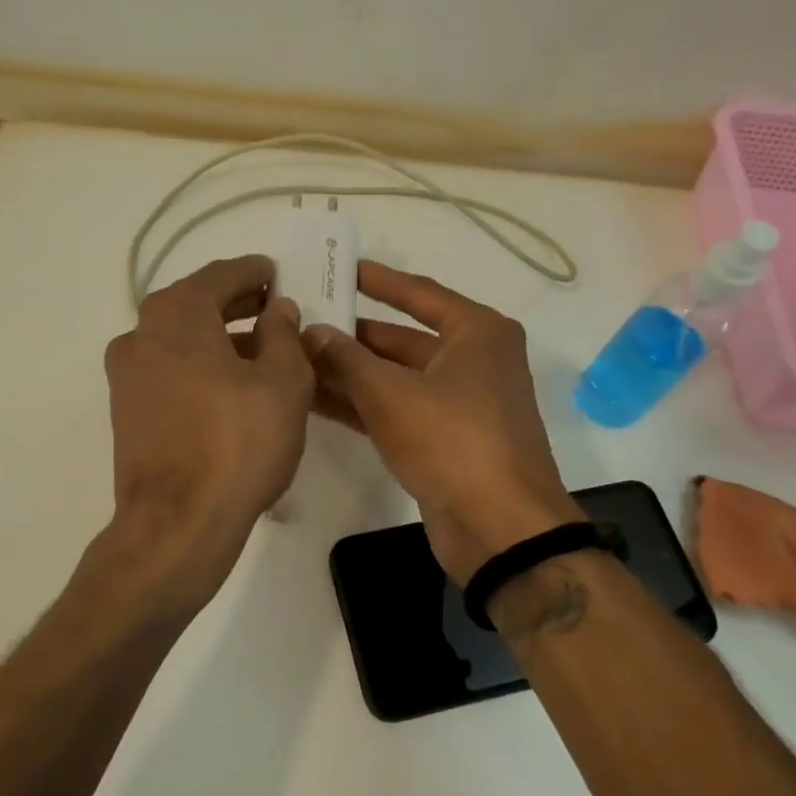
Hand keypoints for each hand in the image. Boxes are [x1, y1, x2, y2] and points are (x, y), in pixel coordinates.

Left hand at [101, 255, 313, 604]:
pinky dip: (200, 366)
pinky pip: (169, 371)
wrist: (177, 523)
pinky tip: (232, 387)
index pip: (221, 275)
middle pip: (195, 305)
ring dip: (219, 338)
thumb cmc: (239, 443)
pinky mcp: (126, 411)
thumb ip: (283, 335)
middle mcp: (141, 335)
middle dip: (237, 304)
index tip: (277, 273)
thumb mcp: (283, 382)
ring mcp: (127, 375)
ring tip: (263, 352)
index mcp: (177, 314)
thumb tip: (277, 310)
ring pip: (180, 340)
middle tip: (275, 309)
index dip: (254, 272)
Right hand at [303, 261, 579, 579]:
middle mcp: (473, 360)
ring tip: (296, 358)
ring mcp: (460, 403)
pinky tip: (315, 399)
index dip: (376, 280)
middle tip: (301, 320)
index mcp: (477, 332)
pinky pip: (397, 410)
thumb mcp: (391, 393)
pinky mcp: (445, 440)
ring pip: (395, 377)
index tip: (338, 267)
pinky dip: (361, 404)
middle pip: (402, 338)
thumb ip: (345, 359)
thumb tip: (310, 331)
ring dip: (349, 372)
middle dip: (352, 333)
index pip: (418, 293)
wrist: (500, 528)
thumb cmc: (453, 440)